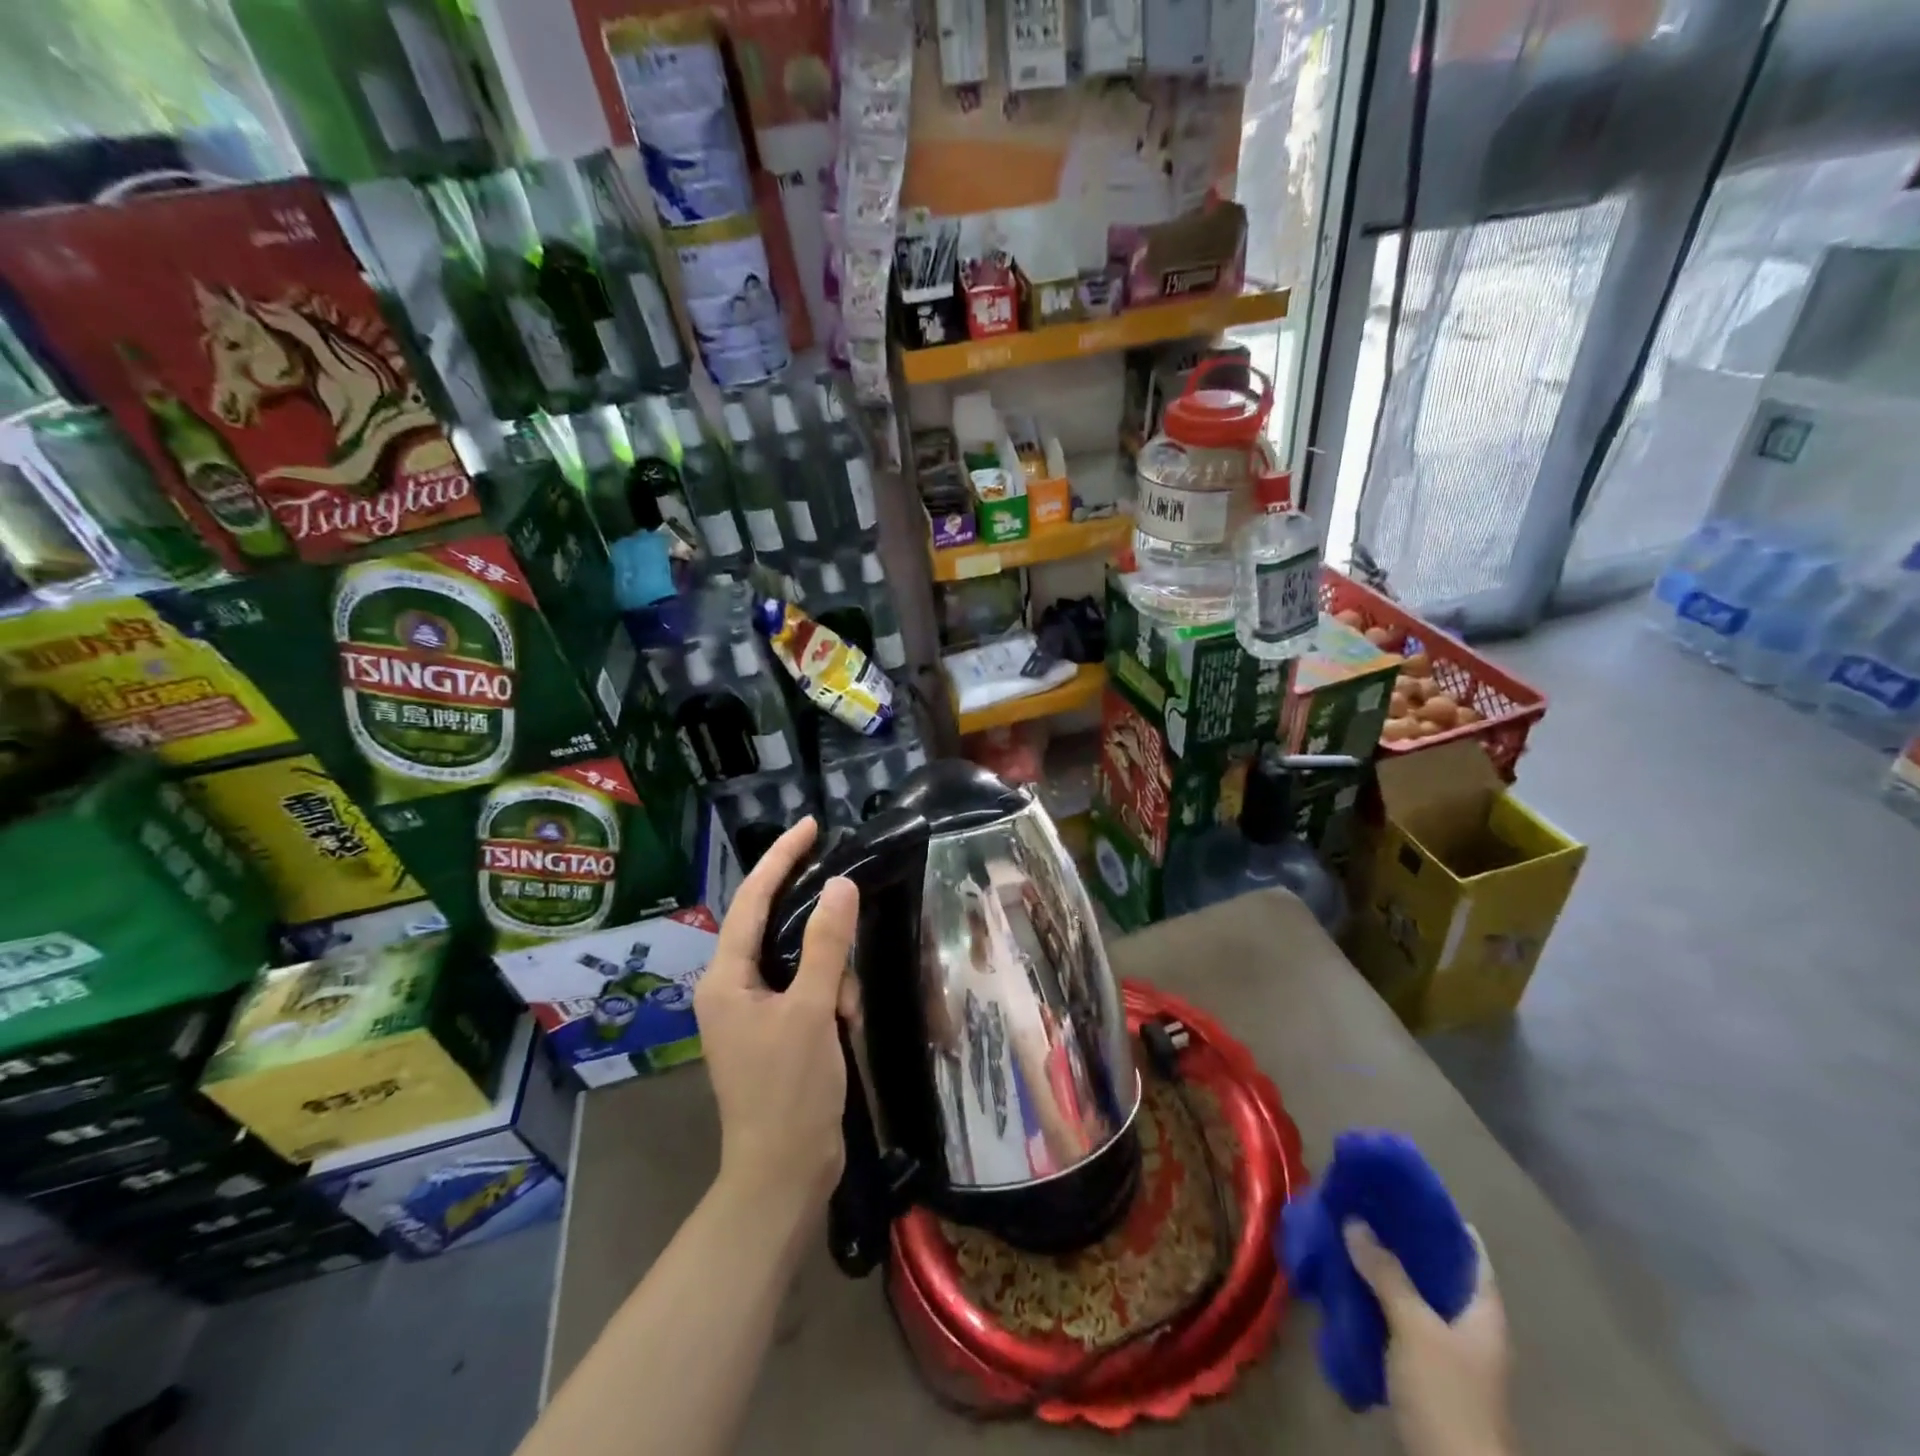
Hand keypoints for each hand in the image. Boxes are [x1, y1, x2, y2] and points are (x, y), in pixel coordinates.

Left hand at [695, 818, 856, 1217]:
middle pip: (774, 927)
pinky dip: (829, 996)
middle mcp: (731, 987)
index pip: (751, 900)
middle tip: (849, 906)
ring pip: (798, 961)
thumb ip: (827, 946)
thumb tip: (839, 885)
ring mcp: (752, 1011)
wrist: (784, 1174)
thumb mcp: (813, 1010)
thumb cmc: (790, 1090)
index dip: (781, 858)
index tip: (810, 825)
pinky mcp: (775, 1030)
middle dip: (817, 927)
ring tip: (846, 1010)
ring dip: (830, 974)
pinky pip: (806, 989)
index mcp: (725, 977)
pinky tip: (845, 1022)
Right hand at [1344, 1221, 1514, 1455]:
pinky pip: (1400, 1316)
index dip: (1439, 1215)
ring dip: (1385, 1265)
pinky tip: (1348, 1280)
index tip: (1400, 1186)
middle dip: (1401, 1236)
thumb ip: (1386, 1273)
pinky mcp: (1425, 1368)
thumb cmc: (1447, 1394)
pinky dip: (1378, 1295)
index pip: (1468, 1249)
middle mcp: (1470, 1323)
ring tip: (1346, 1233)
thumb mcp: (1415, 1328)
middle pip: (1437, 1267)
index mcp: (1484, 1310)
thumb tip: (1355, 1219)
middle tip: (1362, 1203)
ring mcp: (1449, 1348)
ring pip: (1416, 1291)